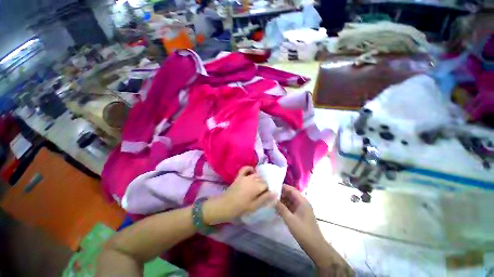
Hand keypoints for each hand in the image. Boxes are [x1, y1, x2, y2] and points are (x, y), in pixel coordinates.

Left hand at [203, 166, 273, 224]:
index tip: (264, 196)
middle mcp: (252, 178)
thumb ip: (265, 198)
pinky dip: (250, 169)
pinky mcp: (239, 176)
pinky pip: (246, 168)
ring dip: (258, 179)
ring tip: (257, 187)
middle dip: (263, 185)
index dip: (267, 191)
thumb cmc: (240, 208)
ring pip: (256, 174)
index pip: (266, 185)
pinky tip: (252, 172)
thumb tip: (275, 193)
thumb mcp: (254, 206)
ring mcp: (245, 176)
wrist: (224, 205)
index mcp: (257, 186)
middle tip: (260, 193)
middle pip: (262, 179)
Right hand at [276, 185, 352, 275]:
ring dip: (282, 201)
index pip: (291, 189)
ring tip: (272, 203)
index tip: (273, 187)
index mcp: (302, 201)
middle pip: (291, 194)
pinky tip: (277, 210)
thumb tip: (273, 199)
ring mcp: (302, 209)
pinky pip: (291, 207)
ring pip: (290, 201)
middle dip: (281, 195)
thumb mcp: (290, 219)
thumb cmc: (303, 231)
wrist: (315, 246)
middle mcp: (303, 203)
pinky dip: (285, 207)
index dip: (282, 187)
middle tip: (271, 196)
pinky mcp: (301, 214)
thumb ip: (281, 208)